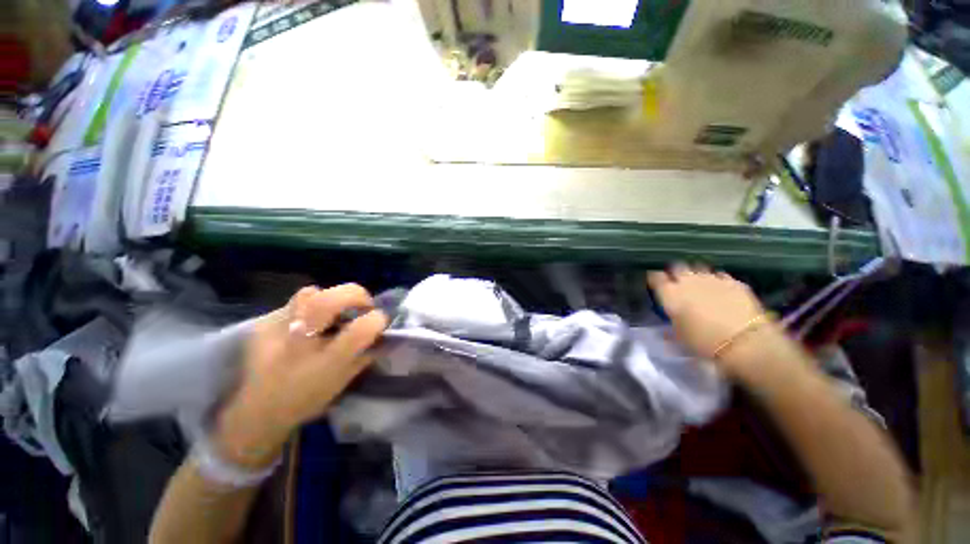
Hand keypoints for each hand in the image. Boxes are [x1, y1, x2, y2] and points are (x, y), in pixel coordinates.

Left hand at [213, 284, 387, 468]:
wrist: (256, 412)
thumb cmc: (307, 400)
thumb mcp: (344, 381)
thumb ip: (365, 354)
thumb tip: (382, 332)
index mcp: (326, 363)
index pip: (361, 328)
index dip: (377, 319)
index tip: (380, 321)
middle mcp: (300, 344)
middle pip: (331, 300)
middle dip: (357, 295)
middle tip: (362, 305)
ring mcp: (276, 331)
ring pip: (310, 294)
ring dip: (330, 297)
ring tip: (333, 312)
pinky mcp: (263, 324)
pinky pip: (294, 302)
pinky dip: (309, 305)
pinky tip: (309, 321)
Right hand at [648, 264, 774, 375]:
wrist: (744, 342)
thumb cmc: (703, 341)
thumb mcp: (678, 336)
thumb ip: (670, 323)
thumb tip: (665, 326)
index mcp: (670, 293)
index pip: (655, 276)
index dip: (655, 279)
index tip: (655, 283)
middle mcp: (687, 281)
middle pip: (677, 267)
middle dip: (675, 272)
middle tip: (677, 282)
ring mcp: (711, 279)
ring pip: (698, 267)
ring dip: (696, 273)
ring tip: (698, 283)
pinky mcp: (733, 282)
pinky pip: (719, 275)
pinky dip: (717, 280)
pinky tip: (719, 289)